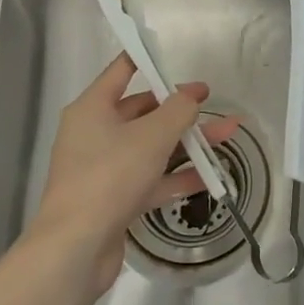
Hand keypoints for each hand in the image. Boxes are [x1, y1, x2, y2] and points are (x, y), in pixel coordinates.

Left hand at [29, 53, 240, 297]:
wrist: (76, 249)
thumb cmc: (110, 176)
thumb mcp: (152, 135)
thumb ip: (178, 110)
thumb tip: (191, 97)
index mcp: (92, 109)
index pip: (120, 71)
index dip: (147, 60)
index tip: (172, 55)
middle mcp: (94, 134)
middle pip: (141, 111)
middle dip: (178, 108)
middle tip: (209, 103)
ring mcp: (104, 169)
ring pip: (151, 147)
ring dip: (187, 142)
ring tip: (227, 134)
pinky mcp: (115, 200)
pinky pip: (152, 179)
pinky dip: (178, 176)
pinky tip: (212, 176)